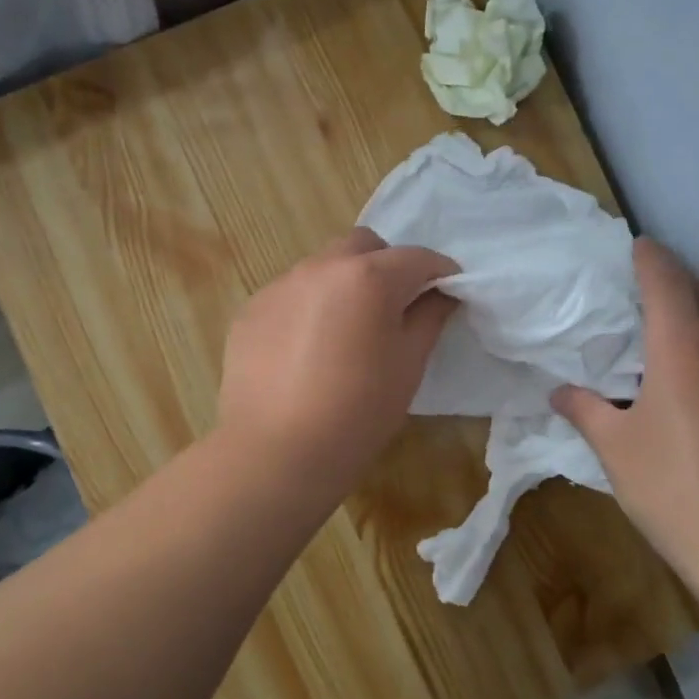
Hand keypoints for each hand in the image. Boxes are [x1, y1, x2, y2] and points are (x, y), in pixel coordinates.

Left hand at [218, 228, 459, 491]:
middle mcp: (321, 267)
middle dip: (387, 266)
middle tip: (394, 308)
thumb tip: (440, 293)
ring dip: (344, 284)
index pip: (417, 257)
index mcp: (368, 276)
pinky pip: (290, 294)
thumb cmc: (358, 412)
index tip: (448, 293)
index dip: (440, 272)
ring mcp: (280, 285)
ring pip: (323, 267)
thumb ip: (429, 318)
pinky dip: (308, 307)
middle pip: (364, 246)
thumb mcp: (408, 365)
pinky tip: (306, 351)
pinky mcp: (250, 310)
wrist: (276, 452)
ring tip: (345, 331)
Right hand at [552, 239, 698, 587]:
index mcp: (680, 353)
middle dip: (685, 282)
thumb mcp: (616, 450)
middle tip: (656, 294)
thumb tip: (560, 392)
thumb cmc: (673, 490)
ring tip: (681, 338)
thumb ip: (586, 411)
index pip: (667, 283)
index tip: (639, 245)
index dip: (651, 258)